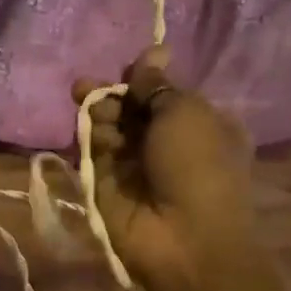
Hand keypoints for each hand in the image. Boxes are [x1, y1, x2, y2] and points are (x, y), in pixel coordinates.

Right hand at [73, 47, 262, 290]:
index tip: (128, 68)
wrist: (182, 238)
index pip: (165, 93)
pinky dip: (91, 139)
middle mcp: (168, 144)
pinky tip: (91, 133)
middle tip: (89, 87)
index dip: (144, 78)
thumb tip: (153, 51)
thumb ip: (158, 84)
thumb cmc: (197, 166)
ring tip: (95, 113)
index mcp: (201, 125)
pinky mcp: (107, 186)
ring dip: (100, 115)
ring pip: (110, 128)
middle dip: (113, 95)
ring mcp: (136, 167)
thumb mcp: (186, 112)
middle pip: (133, 109)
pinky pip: (95, 153)